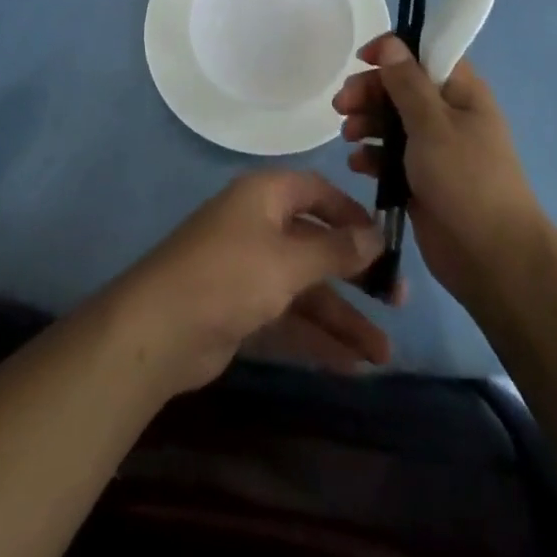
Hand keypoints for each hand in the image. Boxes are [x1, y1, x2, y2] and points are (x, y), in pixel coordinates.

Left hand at [103, 169, 393, 396]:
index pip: (317, 191)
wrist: (159, 329)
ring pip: (306, 287)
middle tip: (397, 300)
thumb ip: (335, 249)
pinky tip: (351, 364)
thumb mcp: (289, 260)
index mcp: (266, 196)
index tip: (385, 239)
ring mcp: (249, 269)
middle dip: (355, 274)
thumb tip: (376, 234)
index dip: (351, 213)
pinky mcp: (242, 308)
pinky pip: (289, 316)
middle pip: (316, 244)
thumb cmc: (230, 275)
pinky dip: (316, 336)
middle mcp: (259, 225)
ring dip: (342, 317)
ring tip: (384, 353)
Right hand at [334, 35, 543, 307]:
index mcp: (461, 92)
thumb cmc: (466, 181)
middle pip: (401, 87)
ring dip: (367, 122)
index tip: (362, 59)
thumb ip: (408, 83)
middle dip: (370, 91)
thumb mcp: (433, 125)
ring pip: (392, 121)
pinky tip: (359, 165)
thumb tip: (391, 43)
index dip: (393, 51)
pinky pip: (390, 156)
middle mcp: (448, 114)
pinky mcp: (421, 179)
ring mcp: (435, 148)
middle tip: (342, 104)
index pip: (425, 53)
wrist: (493, 259)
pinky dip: (373, 156)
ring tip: (349, 136)